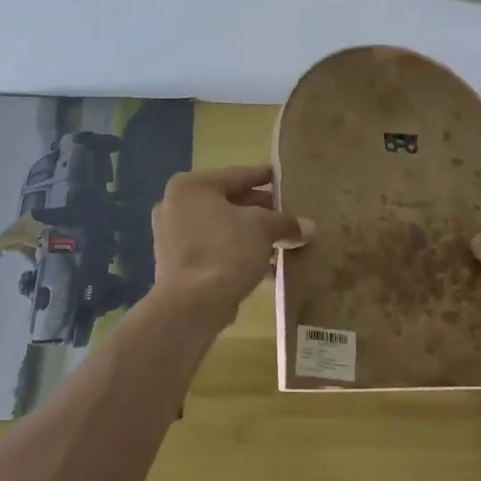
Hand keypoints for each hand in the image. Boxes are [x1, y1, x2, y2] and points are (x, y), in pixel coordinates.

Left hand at [151, 165, 310, 328]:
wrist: (191, 304)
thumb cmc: (225, 250)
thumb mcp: (263, 229)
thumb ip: (285, 222)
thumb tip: (309, 227)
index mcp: (191, 186)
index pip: (236, 175)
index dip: (263, 176)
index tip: (282, 176)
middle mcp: (175, 206)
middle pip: (228, 202)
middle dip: (260, 211)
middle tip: (287, 214)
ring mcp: (171, 237)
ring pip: (221, 229)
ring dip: (250, 235)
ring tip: (281, 242)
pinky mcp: (175, 265)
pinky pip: (213, 250)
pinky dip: (236, 253)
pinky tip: (264, 265)